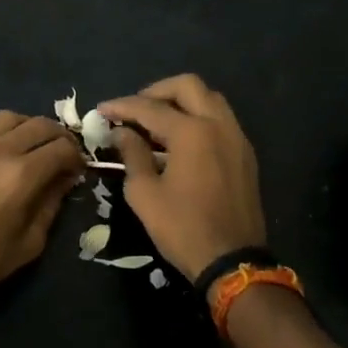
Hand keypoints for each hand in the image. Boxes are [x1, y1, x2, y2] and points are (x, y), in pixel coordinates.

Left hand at [0, 111, 85, 309]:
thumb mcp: (30, 242)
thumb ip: (52, 204)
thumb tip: (65, 179)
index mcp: (22, 175)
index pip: (63, 148)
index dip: (77, 157)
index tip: (78, 171)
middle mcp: (1, 150)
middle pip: (42, 124)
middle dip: (61, 138)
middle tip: (63, 156)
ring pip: (14, 116)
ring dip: (31, 128)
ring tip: (34, 147)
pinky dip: (2, 126)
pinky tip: (3, 144)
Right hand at [98, 74, 265, 281]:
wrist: (233, 261)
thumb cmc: (183, 228)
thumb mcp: (145, 194)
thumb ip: (133, 155)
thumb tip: (122, 132)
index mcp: (192, 132)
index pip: (150, 108)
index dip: (122, 107)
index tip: (102, 109)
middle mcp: (218, 124)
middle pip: (188, 86)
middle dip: (156, 92)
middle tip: (135, 110)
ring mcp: (236, 137)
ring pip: (209, 99)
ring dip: (181, 102)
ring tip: (156, 123)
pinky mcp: (245, 154)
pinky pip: (220, 120)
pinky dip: (198, 118)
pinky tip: (180, 140)